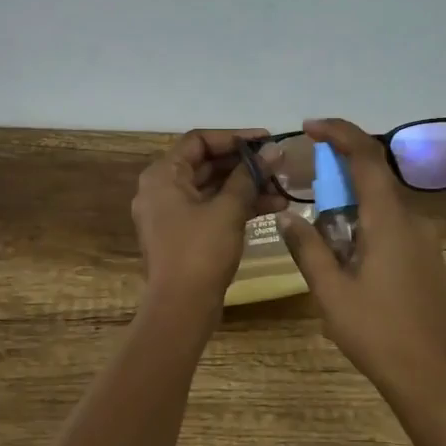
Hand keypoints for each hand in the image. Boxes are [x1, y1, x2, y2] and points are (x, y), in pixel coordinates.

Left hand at [132, 128, 285, 311]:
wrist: (180, 309)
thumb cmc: (200, 252)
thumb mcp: (228, 210)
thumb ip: (249, 176)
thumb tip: (273, 151)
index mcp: (162, 175)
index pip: (199, 140)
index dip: (234, 137)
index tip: (266, 140)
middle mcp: (161, 189)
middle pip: (206, 163)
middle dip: (245, 163)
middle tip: (279, 163)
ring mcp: (171, 213)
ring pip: (212, 188)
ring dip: (246, 186)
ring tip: (283, 187)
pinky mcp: (184, 234)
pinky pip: (211, 209)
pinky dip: (237, 206)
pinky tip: (273, 206)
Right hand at [278, 118, 445, 403]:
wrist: (431, 377)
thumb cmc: (376, 333)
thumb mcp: (330, 292)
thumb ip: (308, 247)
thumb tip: (286, 216)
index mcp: (389, 221)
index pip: (366, 157)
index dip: (339, 133)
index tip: (310, 127)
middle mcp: (413, 220)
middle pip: (373, 180)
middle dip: (337, 179)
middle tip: (306, 197)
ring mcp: (426, 240)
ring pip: (382, 207)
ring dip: (351, 209)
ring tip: (325, 243)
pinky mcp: (429, 259)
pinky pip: (394, 227)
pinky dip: (367, 227)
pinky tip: (351, 262)